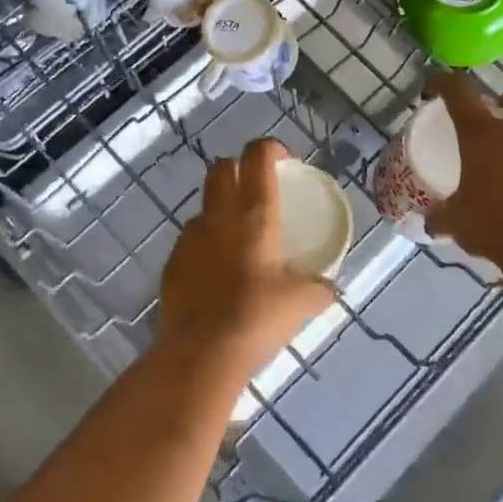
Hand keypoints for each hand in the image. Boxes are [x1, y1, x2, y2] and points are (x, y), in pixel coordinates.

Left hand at [157, 138, 336, 383]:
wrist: (201, 353)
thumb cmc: (258, 317)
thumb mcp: (302, 303)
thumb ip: (320, 288)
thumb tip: (331, 288)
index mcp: (254, 214)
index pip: (257, 157)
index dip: (270, 148)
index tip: (283, 160)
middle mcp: (219, 216)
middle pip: (221, 168)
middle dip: (238, 168)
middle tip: (257, 189)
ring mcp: (190, 237)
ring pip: (204, 205)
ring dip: (220, 210)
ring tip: (238, 239)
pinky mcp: (171, 262)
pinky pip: (190, 240)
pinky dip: (205, 245)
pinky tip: (217, 274)